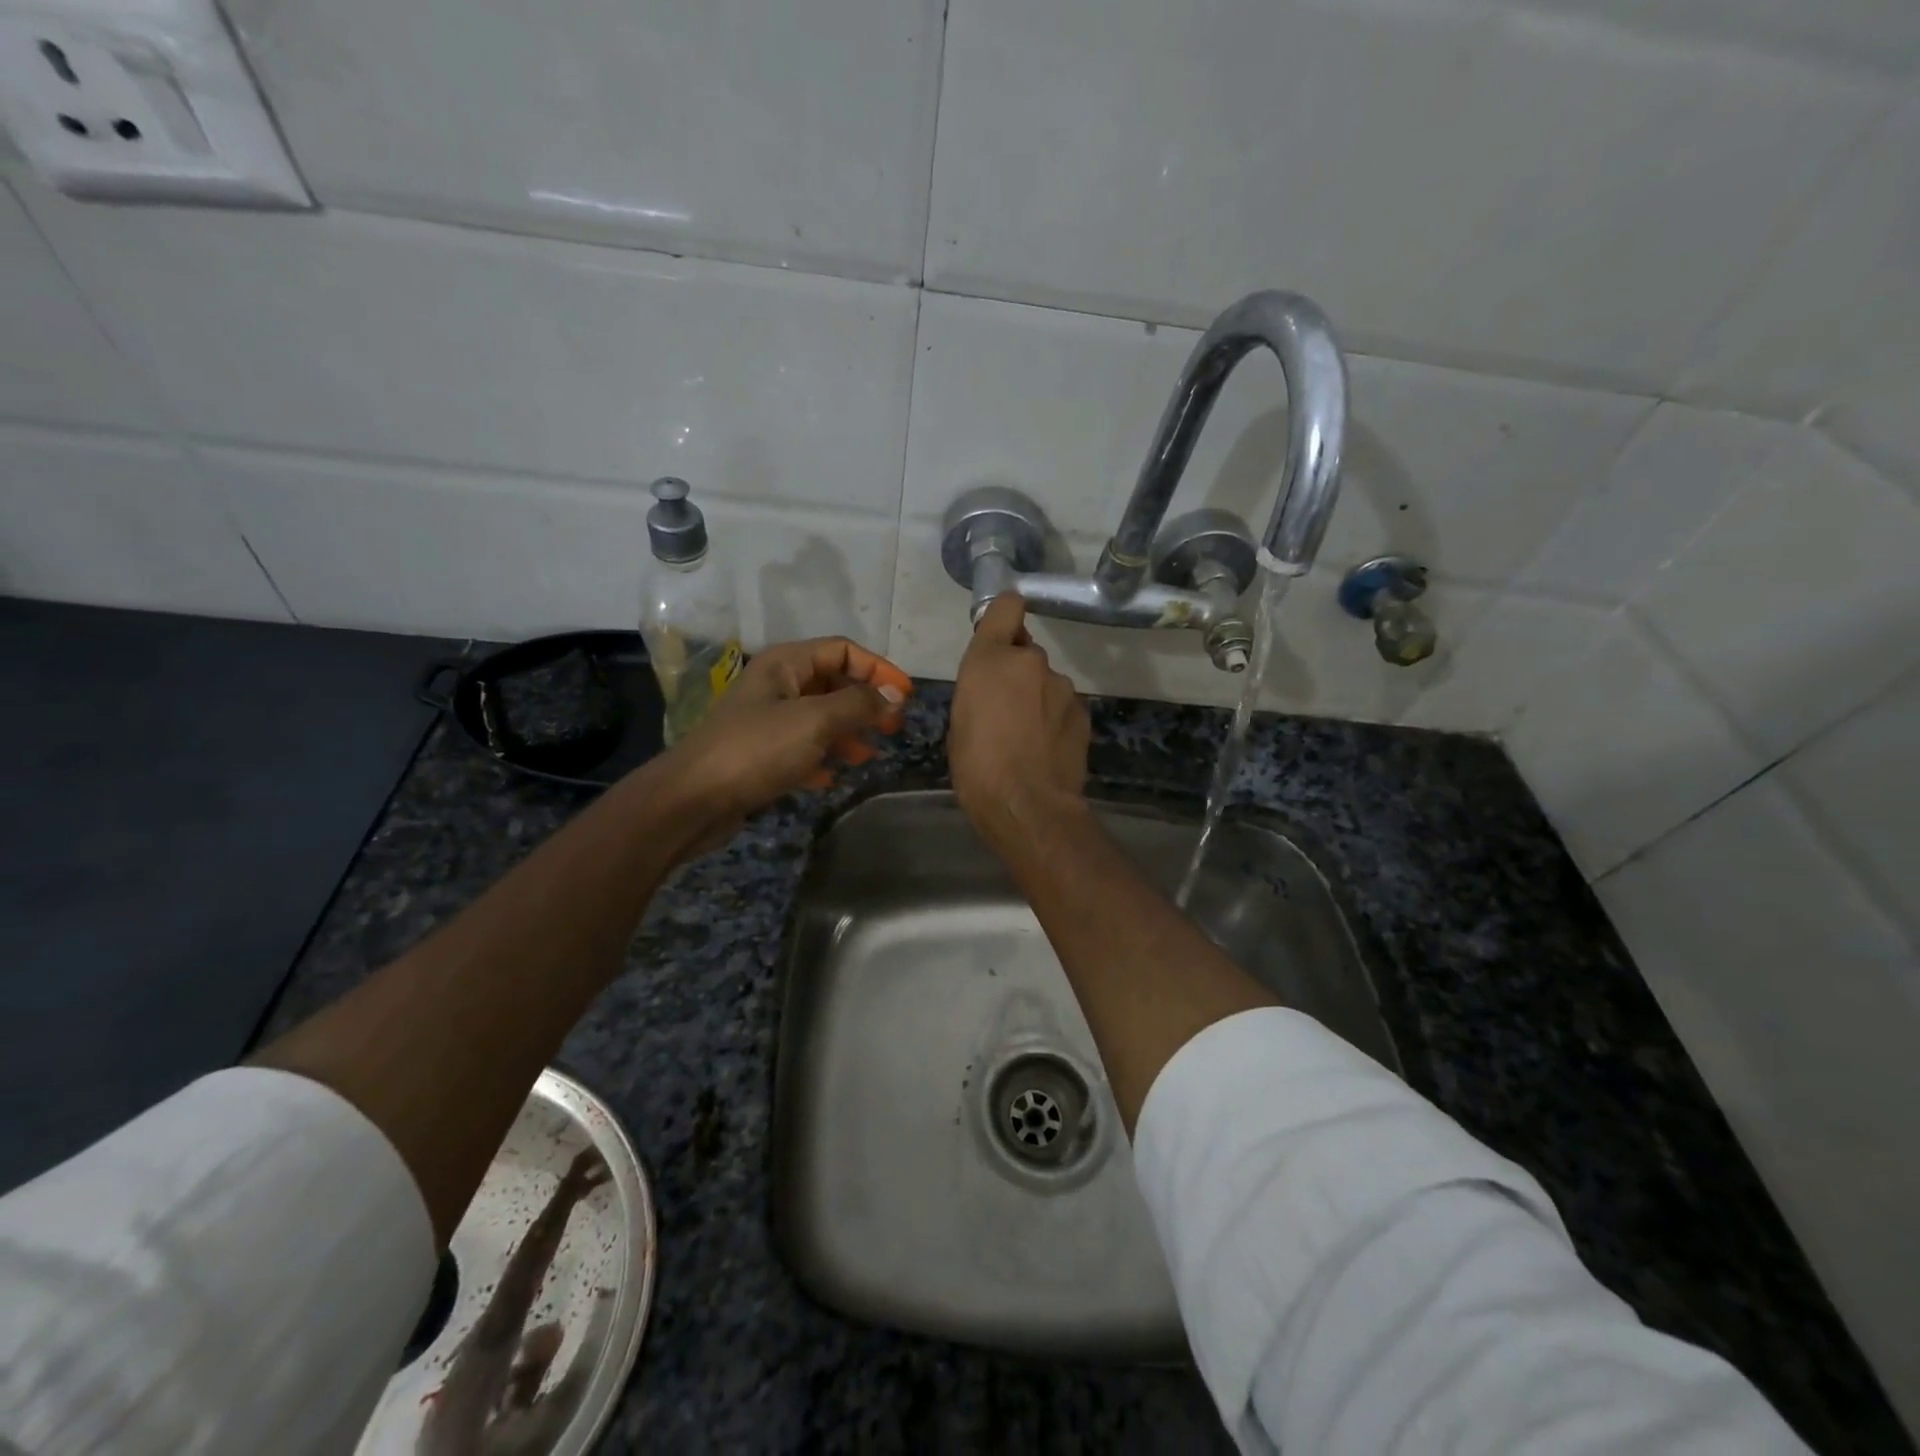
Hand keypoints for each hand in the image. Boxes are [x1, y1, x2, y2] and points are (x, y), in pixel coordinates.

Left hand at [666, 637, 910, 824]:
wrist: (692, 800)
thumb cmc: (756, 750)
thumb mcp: (815, 722)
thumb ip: (859, 704)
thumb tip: (894, 695)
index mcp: (785, 664)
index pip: (842, 650)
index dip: (878, 669)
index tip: (905, 697)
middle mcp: (776, 686)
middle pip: (832, 683)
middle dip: (866, 702)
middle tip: (894, 727)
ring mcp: (766, 721)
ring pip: (819, 718)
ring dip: (848, 733)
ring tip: (868, 755)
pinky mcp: (760, 754)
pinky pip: (801, 748)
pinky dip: (821, 758)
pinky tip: (832, 776)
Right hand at [949, 594, 1088, 848]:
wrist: (1027, 805)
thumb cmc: (977, 767)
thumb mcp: (960, 723)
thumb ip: (979, 691)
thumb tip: (994, 691)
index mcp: (990, 659)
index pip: (1006, 606)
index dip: (1004, 616)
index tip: (1000, 634)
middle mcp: (1030, 661)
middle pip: (1025, 652)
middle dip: (1017, 672)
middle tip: (1005, 709)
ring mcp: (1062, 685)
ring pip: (1046, 681)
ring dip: (1038, 697)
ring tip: (1027, 736)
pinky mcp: (1083, 711)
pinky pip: (1063, 705)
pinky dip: (1055, 719)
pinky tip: (1046, 748)